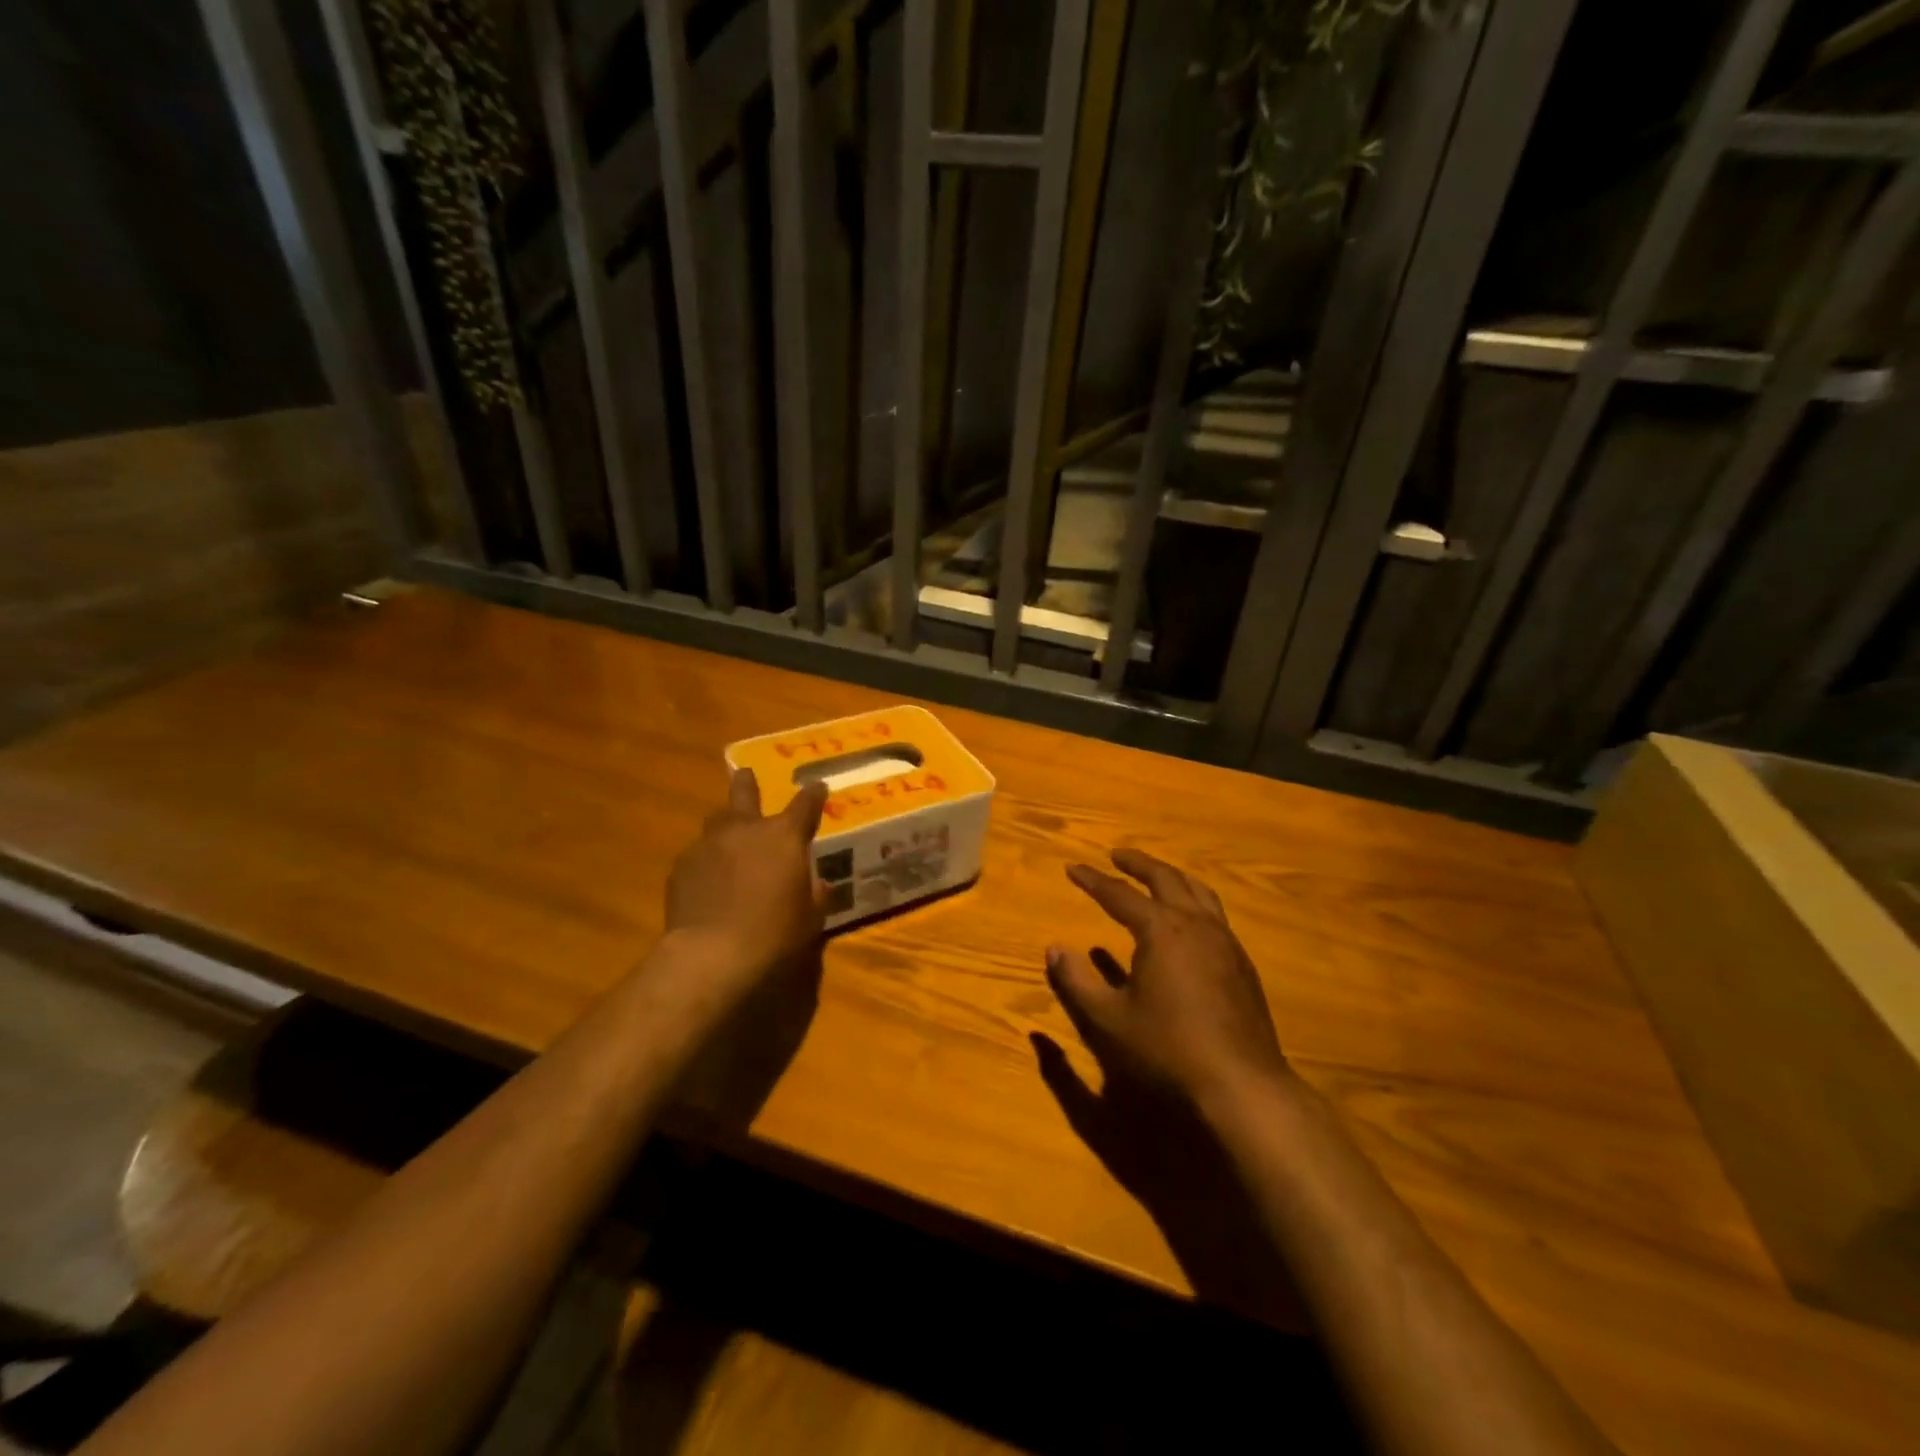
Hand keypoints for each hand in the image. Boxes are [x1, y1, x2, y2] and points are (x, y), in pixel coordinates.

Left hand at [665, 769, 828, 991]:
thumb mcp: (810, 917)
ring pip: (717, 820)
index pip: (805, 804)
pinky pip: (698, 853)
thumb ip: (816, 894)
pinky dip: (707, 860)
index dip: (813, 794)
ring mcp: (708, 844)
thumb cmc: (774, 933)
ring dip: (726, 823)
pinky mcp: (681, 866)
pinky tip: (708, 879)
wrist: (711, 953)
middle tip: (747, 774)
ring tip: (728, 835)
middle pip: (745, 792)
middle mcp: (745, 829)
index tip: (818, 786)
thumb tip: (819, 883)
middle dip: (748, 782)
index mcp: (784, 836)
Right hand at [1047, 849, 1290, 1110]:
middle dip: (1138, 864)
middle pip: (1165, 878)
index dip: (1093, 880)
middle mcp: (1195, 924)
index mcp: (1161, 929)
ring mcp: (1225, 941)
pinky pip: (1215, 914)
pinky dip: (1195, 901)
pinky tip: (1190, 921)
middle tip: (1117, 855)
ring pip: (1198, 891)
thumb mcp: (1109, 1019)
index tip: (1072, 867)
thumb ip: (1077, 981)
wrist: (1241, 1083)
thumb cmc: (1168, 1048)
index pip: (1119, 894)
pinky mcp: (1242, 963)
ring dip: (1172, 877)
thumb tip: (1053, 949)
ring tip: (1157, 875)